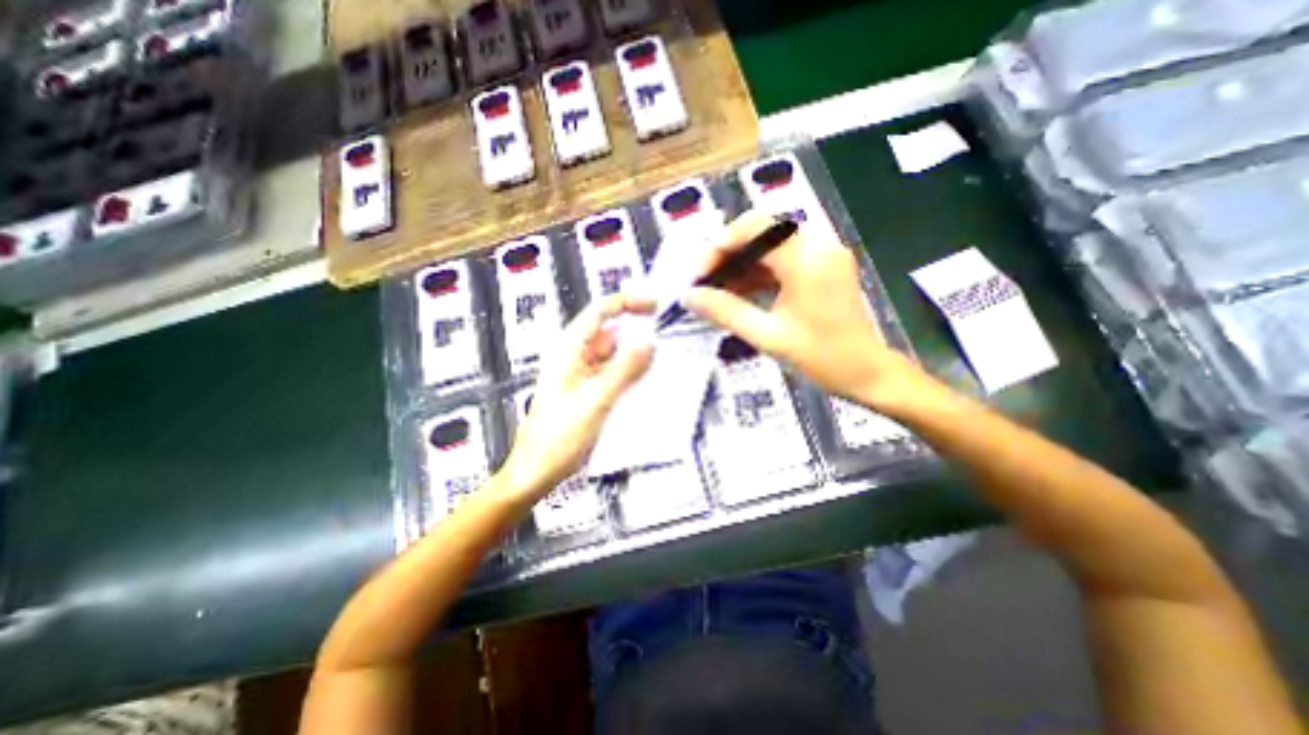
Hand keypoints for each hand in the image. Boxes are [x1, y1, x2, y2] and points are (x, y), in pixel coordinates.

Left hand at [499, 293, 653, 499]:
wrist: (538, 470)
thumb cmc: (559, 436)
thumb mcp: (596, 400)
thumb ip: (624, 370)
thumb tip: (649, 341)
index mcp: (569, 349)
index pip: (600, 312)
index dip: (627, 302)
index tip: (655, 305)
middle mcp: (575, 356)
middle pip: (610, 331)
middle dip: (637, 330)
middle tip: (667, 333)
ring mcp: (583, 374)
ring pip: (615, 354)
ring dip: (636, 353)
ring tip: (664, 357)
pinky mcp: (589, 391)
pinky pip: (614, 373)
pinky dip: (631, 372)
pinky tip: (648, 379)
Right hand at [686, 209, 917, 405]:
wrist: (868, 374)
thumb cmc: (822, 358)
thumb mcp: (768, 336)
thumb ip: (725, 312)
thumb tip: (690, 297)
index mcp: (806, 259)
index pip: (754, 228)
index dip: (720, 245)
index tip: (699, 274)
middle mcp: (818, 246)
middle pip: (761, 232)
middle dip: (728, 254)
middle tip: (705, 281)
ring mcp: (823, 255)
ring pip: (770, 246)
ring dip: (741, 264)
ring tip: (717, 289)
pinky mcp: (823, 267)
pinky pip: (783, 260)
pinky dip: (759, 272)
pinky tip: (739, 292)